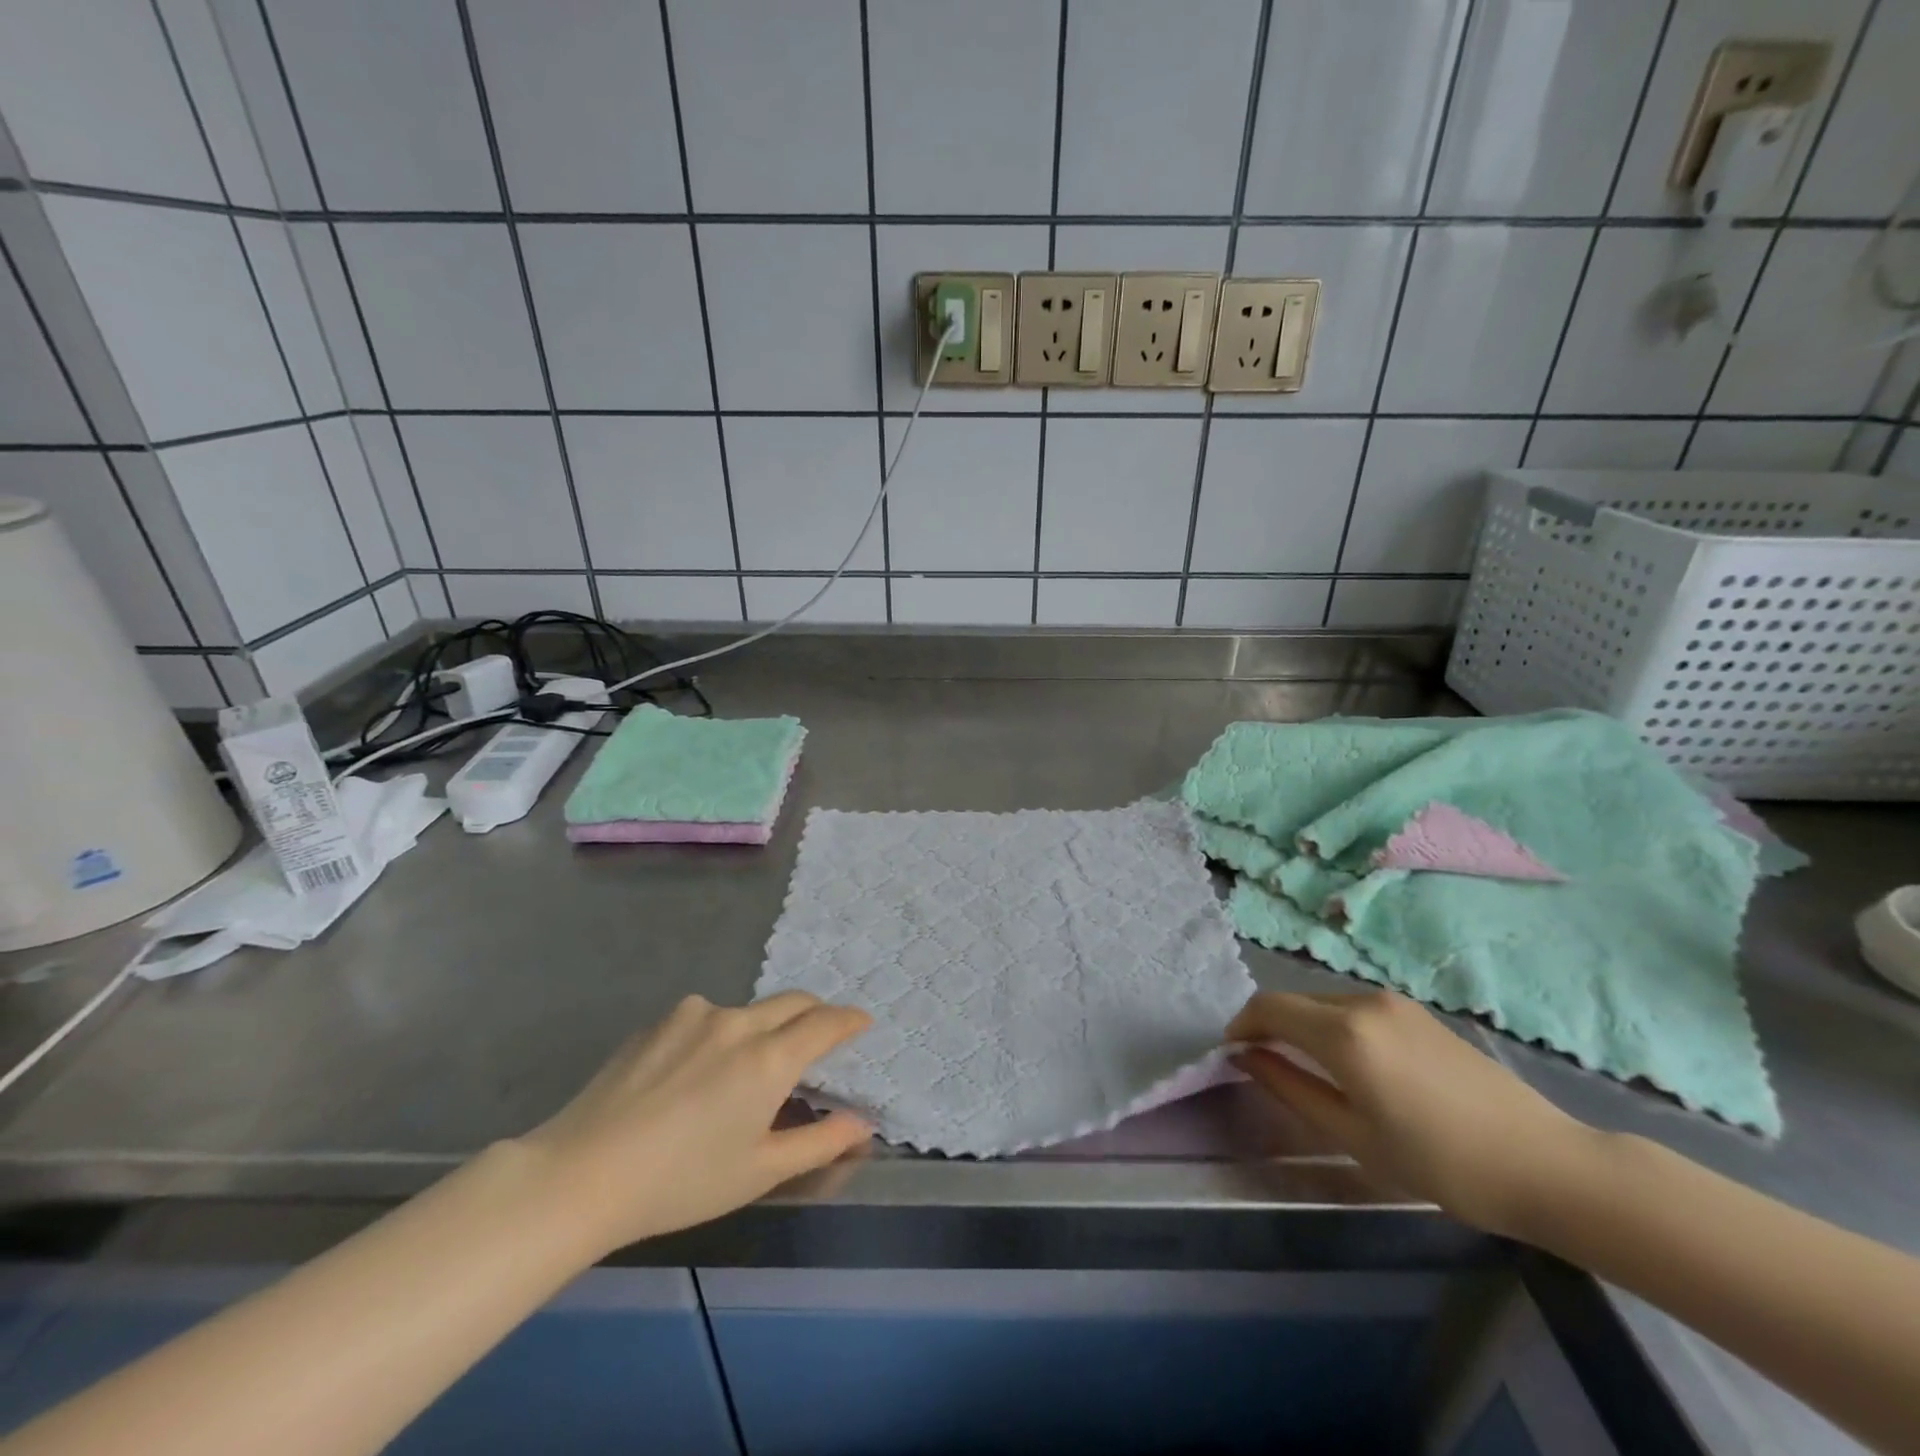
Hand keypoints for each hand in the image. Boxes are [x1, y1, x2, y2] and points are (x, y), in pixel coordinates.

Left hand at [517, 993, 871, 1253]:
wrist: (582, 1174)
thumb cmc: (682, 1181)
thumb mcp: (759, 1171)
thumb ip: (819, 1142)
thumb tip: (861, 1124)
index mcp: (769, 1057)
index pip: (826, 1023)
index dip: (850, 1020)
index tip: (863, 1023)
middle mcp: (739, 1022)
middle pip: (792, 1002)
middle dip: (815, 1013)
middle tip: (819, 1038)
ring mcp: (695, 1015)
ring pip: (747, 1010)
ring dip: (762, 1027)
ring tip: (745, 1068)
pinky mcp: (660, 1021)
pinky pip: (705, 1017)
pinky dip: (719, 1034)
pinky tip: (693, 1072)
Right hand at [1227, 990, 1590, 1238]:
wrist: (1546, 1164)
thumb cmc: (1440, 1162)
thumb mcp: (1353, 1136)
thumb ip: (1290, 1088)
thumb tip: (1245, 1058)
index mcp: (1343, 1032)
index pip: (1268, 1008)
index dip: (1241, 1026)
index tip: (1231, 1056)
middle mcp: (1363, 1002)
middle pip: (1294, 1001)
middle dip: (1268, 1026)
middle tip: (1263, 1066)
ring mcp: (1394, 1003)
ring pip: (1323, 1002)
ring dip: (1301, 1025)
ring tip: (1305, 1069)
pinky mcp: (1417, 1012)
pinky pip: (1355, 1009)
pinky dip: (1332, 1026)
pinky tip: (1350, 1065)